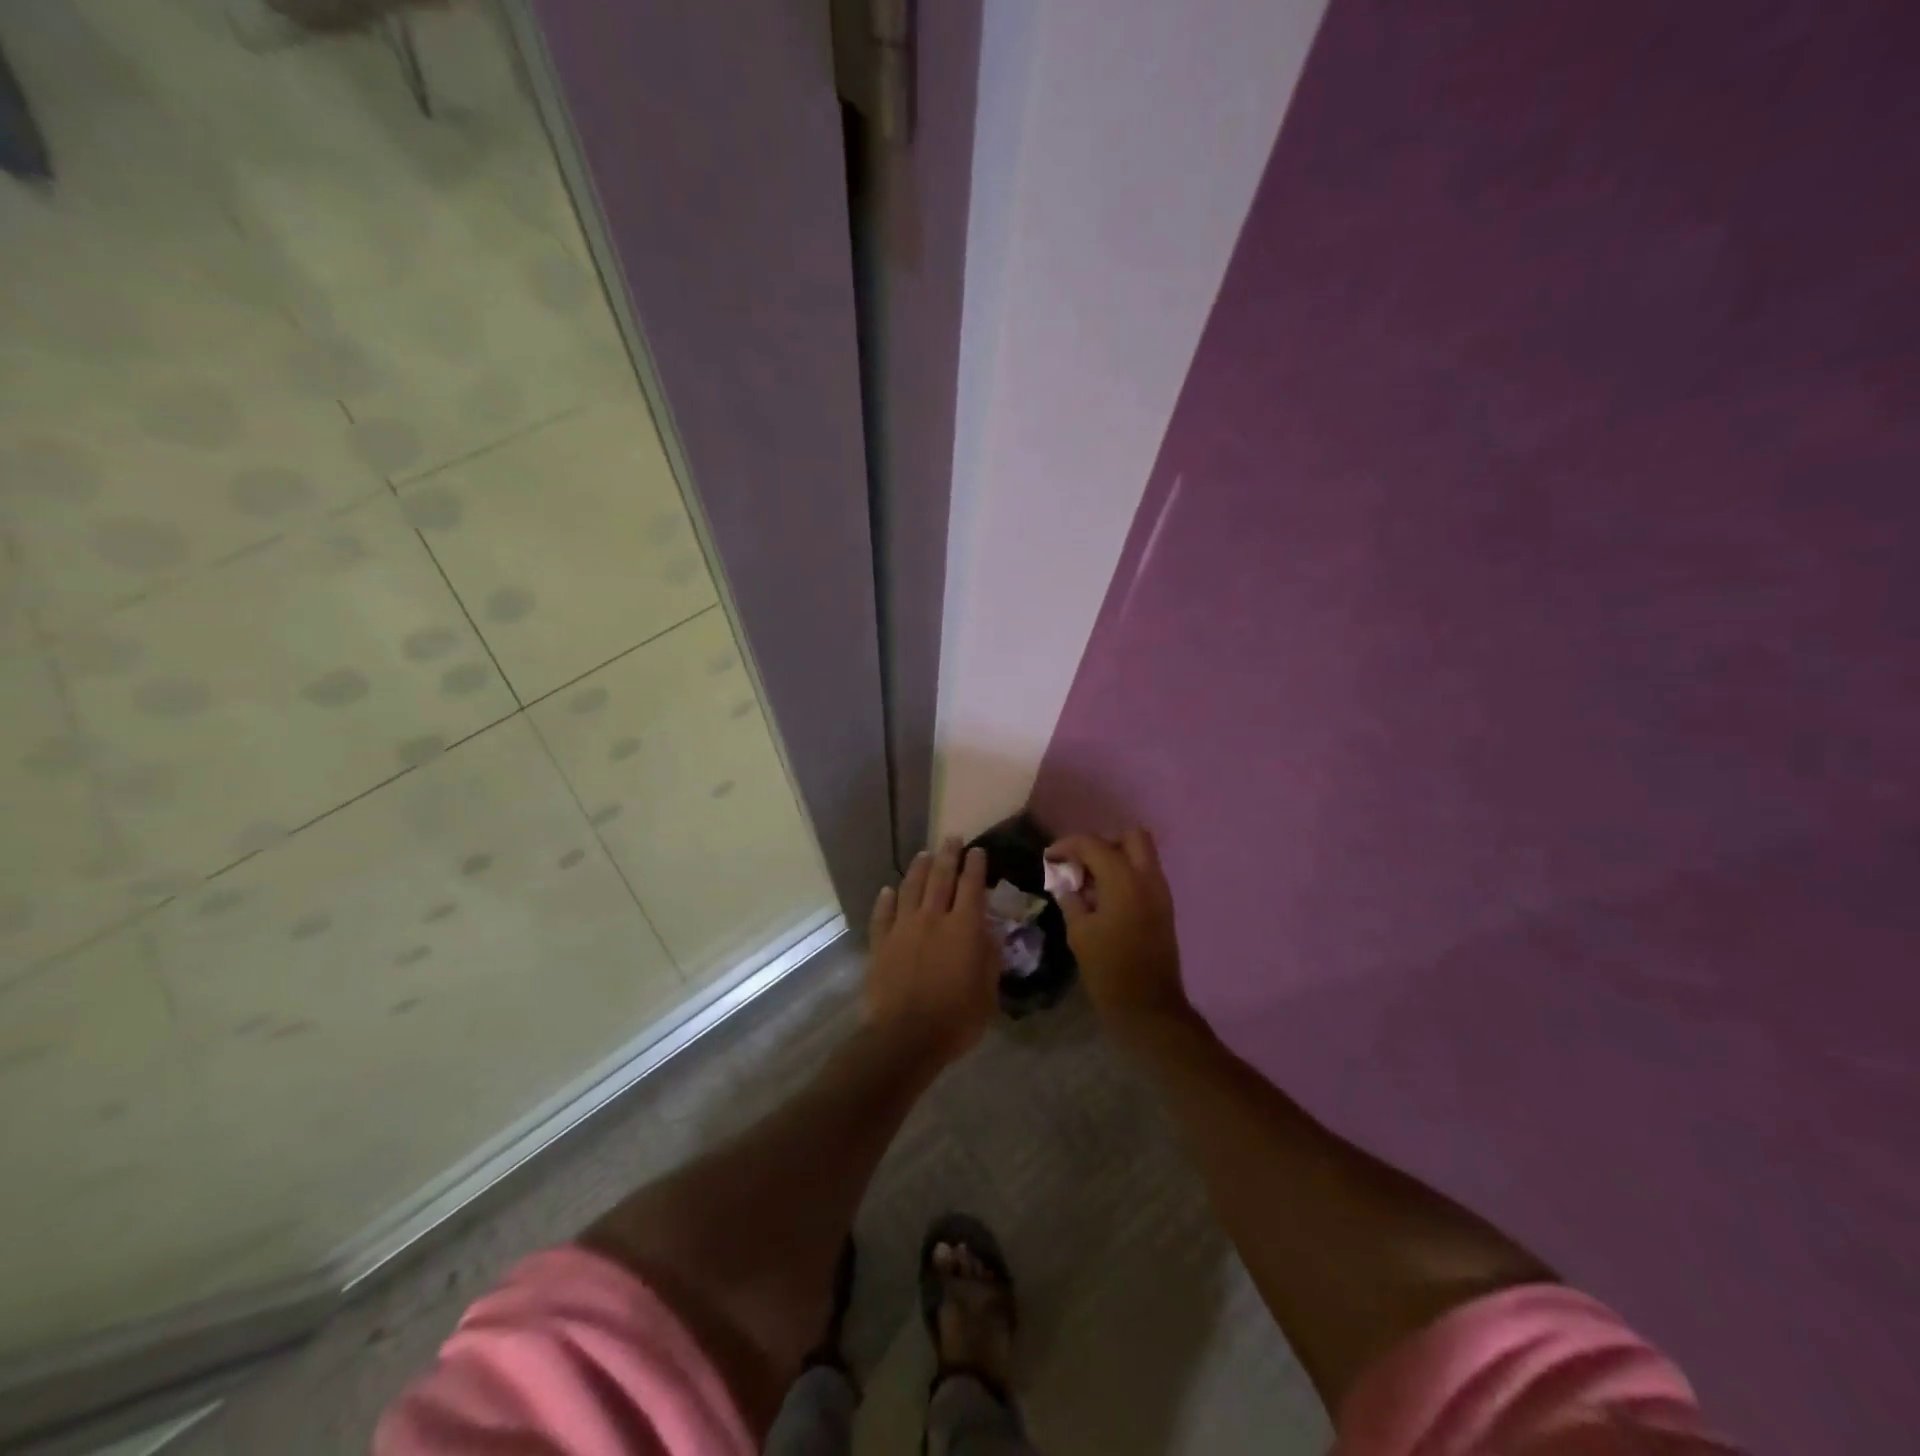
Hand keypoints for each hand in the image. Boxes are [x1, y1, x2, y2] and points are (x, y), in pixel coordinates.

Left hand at [864, 838, 999, 1061]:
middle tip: (952, 838)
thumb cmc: (956, 1018)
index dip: (976, 865)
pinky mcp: (881, 942)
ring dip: (919, 868)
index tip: (978, 851)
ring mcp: (903, 927)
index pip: (972, 886)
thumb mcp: (988, 992)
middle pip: (940, 877)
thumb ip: (990, 958)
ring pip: (911, 887)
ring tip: (924, 855)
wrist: (904, 1037)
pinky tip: (889, 890)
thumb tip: (990, 933)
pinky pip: (883, 913)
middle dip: (948, 855)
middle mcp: (933, 918)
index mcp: (964, 927)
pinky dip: (887, 899)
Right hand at [1048, 829, 1191, 1038]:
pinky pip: (1145, 875)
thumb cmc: (1108, 970)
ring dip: (1115, 858)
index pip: (1094, 844)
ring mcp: (1161, 892)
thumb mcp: (1079, 933)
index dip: (1068, 845)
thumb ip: (1071, 899)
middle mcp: (1148, 878)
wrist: (1148, 1007)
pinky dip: (1125, 874)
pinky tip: (1104, 898)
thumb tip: (1065, 882)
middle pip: (1130, 837)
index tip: (1050, 857)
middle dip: (1102, 843)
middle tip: (1080, 863)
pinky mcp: (1164, 907)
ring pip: (1141, 854)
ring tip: (1088, 882)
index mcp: (1124, 881)